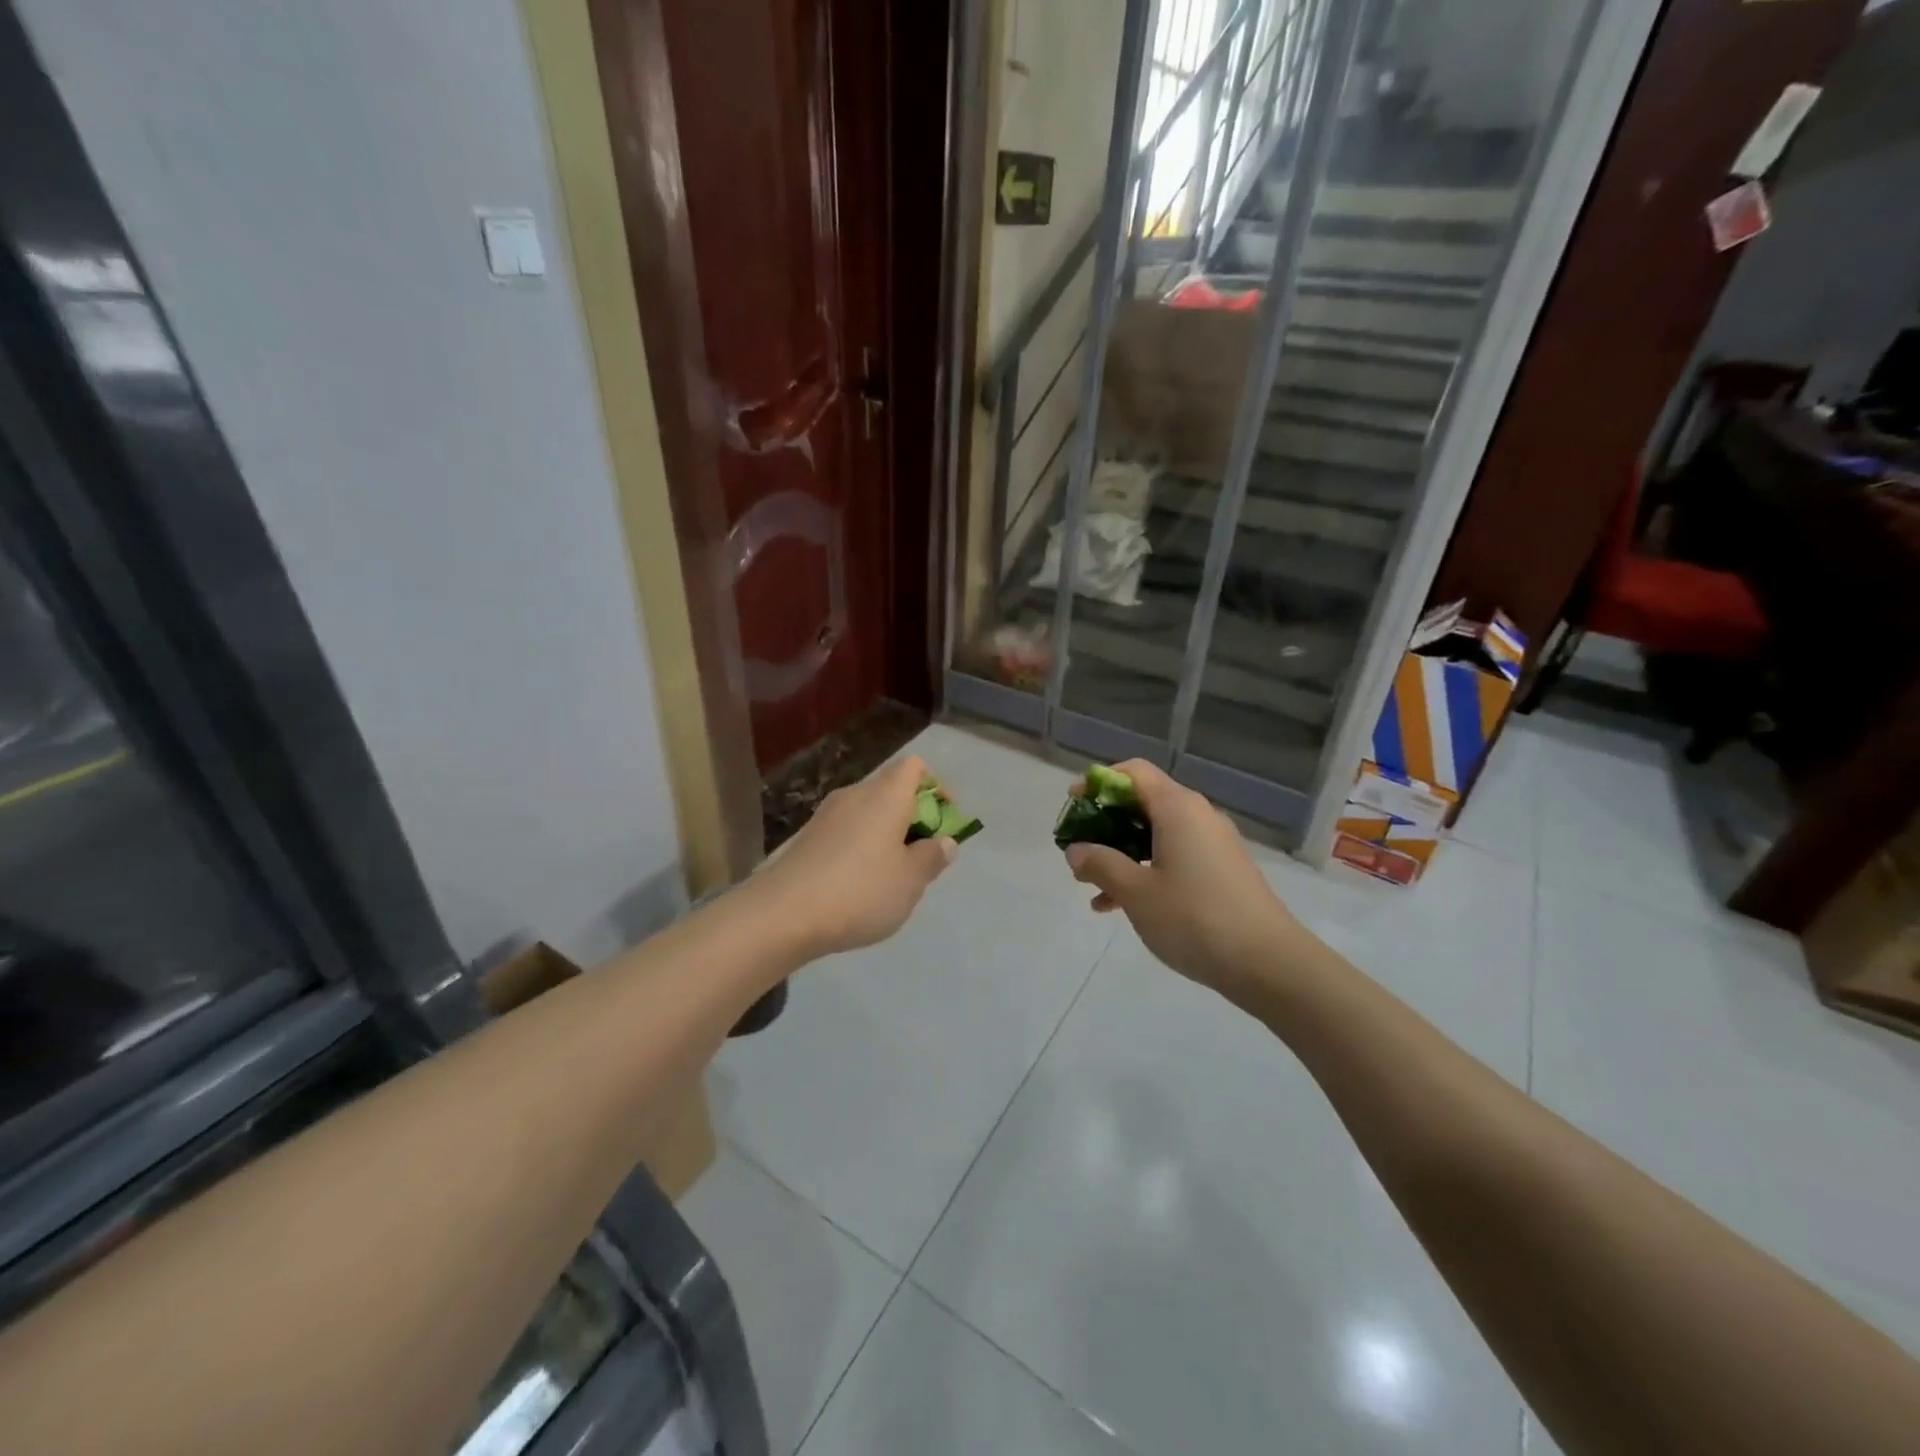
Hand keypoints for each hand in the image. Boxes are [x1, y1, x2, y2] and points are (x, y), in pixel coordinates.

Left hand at [755, 755, 956, 957]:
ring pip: (868, 812)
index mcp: (886, 796)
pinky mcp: (807, 837)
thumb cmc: (860, 892)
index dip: (935, 787)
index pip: (915, 767)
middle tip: (922, 856)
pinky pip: (846, 830)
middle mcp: (855, 794)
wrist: (782, 914)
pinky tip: (859, 884)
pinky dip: (861, 846)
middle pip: (892, 789)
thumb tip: (945, 841)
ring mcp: (826, 815)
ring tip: (892, 875)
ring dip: (886, 834)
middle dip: (913, 816)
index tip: (944, 821)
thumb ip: (932, 857)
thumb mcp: (910, 881)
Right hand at [1062, 760, 1306, 997]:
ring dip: (1121, 852)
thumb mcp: (1136, 893)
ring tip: (1091, 886)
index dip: (1099, 782)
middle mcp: (1198, 817)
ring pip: (1156, 835)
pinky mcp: (1222, 872)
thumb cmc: (1195, 918)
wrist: (1270, 964)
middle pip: (1143, 802)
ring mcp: (1213, 845)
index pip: (1134, 773)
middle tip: (1079, 850)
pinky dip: (1145, 870)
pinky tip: (1120, 907)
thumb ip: (1101, 865)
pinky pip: (1174, 857)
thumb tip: (1076, 850)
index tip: (1074, 805)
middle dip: (1105, 823)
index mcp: (1177, 809)